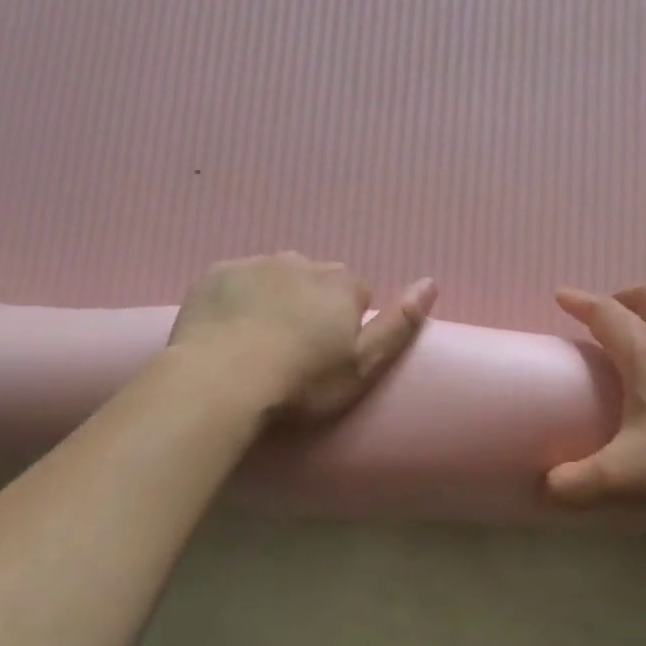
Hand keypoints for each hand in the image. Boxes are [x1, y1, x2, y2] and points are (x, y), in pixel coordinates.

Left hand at [169, 252, 437, 418]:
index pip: (357, 293)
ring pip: (274, 278)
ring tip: (258, 344)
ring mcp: (254, 264)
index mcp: (340, 283)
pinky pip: (236, 282)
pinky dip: (237, 301)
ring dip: (274, 300)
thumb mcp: (363, 366)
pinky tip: (228, 333)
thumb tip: (430, 282)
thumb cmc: (301, 383)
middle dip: (311, 306)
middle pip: (315, 281)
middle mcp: (300, 262)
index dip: (348, 323)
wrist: (219, 382)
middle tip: (294, 351)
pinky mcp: (215, 275)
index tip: (330, 355)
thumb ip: (400, 324)